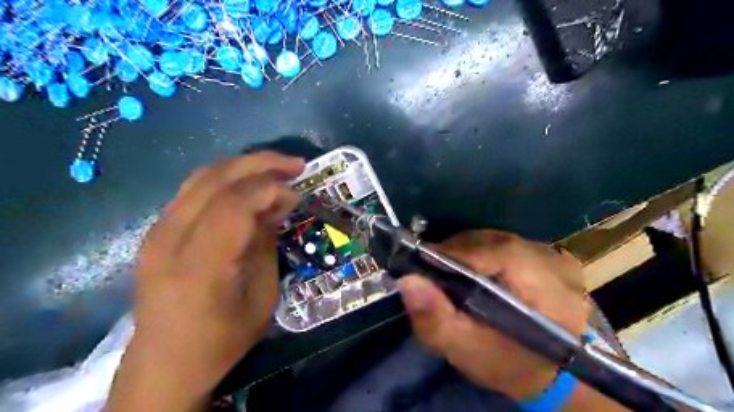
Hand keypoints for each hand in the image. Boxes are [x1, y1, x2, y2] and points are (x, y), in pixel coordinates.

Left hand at [104, 151, 304, 410]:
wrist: (166, 363)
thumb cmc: (222, 339)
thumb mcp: (262, 297)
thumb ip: (266, 244)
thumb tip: (278, 204)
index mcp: (198, 267)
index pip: (233, 205)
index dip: (270, 189)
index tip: (297, 194)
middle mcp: (169, 240)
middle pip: (215, 180)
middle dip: (260, 164)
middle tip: (296, 165)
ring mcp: (156, 232)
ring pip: (202, 177)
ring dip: (244, 166)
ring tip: (277, 167)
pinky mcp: (156, 231)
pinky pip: (194, 190)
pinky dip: (227, 178)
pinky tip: (249, 183)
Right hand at [399, 231, 587, 400]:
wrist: (552, 371)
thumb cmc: (510, 365)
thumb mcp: (468, 352)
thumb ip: (437, 321)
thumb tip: (409, 281)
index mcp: (550, 293)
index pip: (498, 255)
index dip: (456, 254)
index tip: (422, 263)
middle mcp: (557, 265)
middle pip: (494, 243)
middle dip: (457, 253)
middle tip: (433, 271)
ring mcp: (556, 256)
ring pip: (497, 240)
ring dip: (468, 251)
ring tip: (451, 270)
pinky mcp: (549, 255)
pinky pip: (505, 243)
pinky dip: (482, 252)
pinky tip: (474, 270)